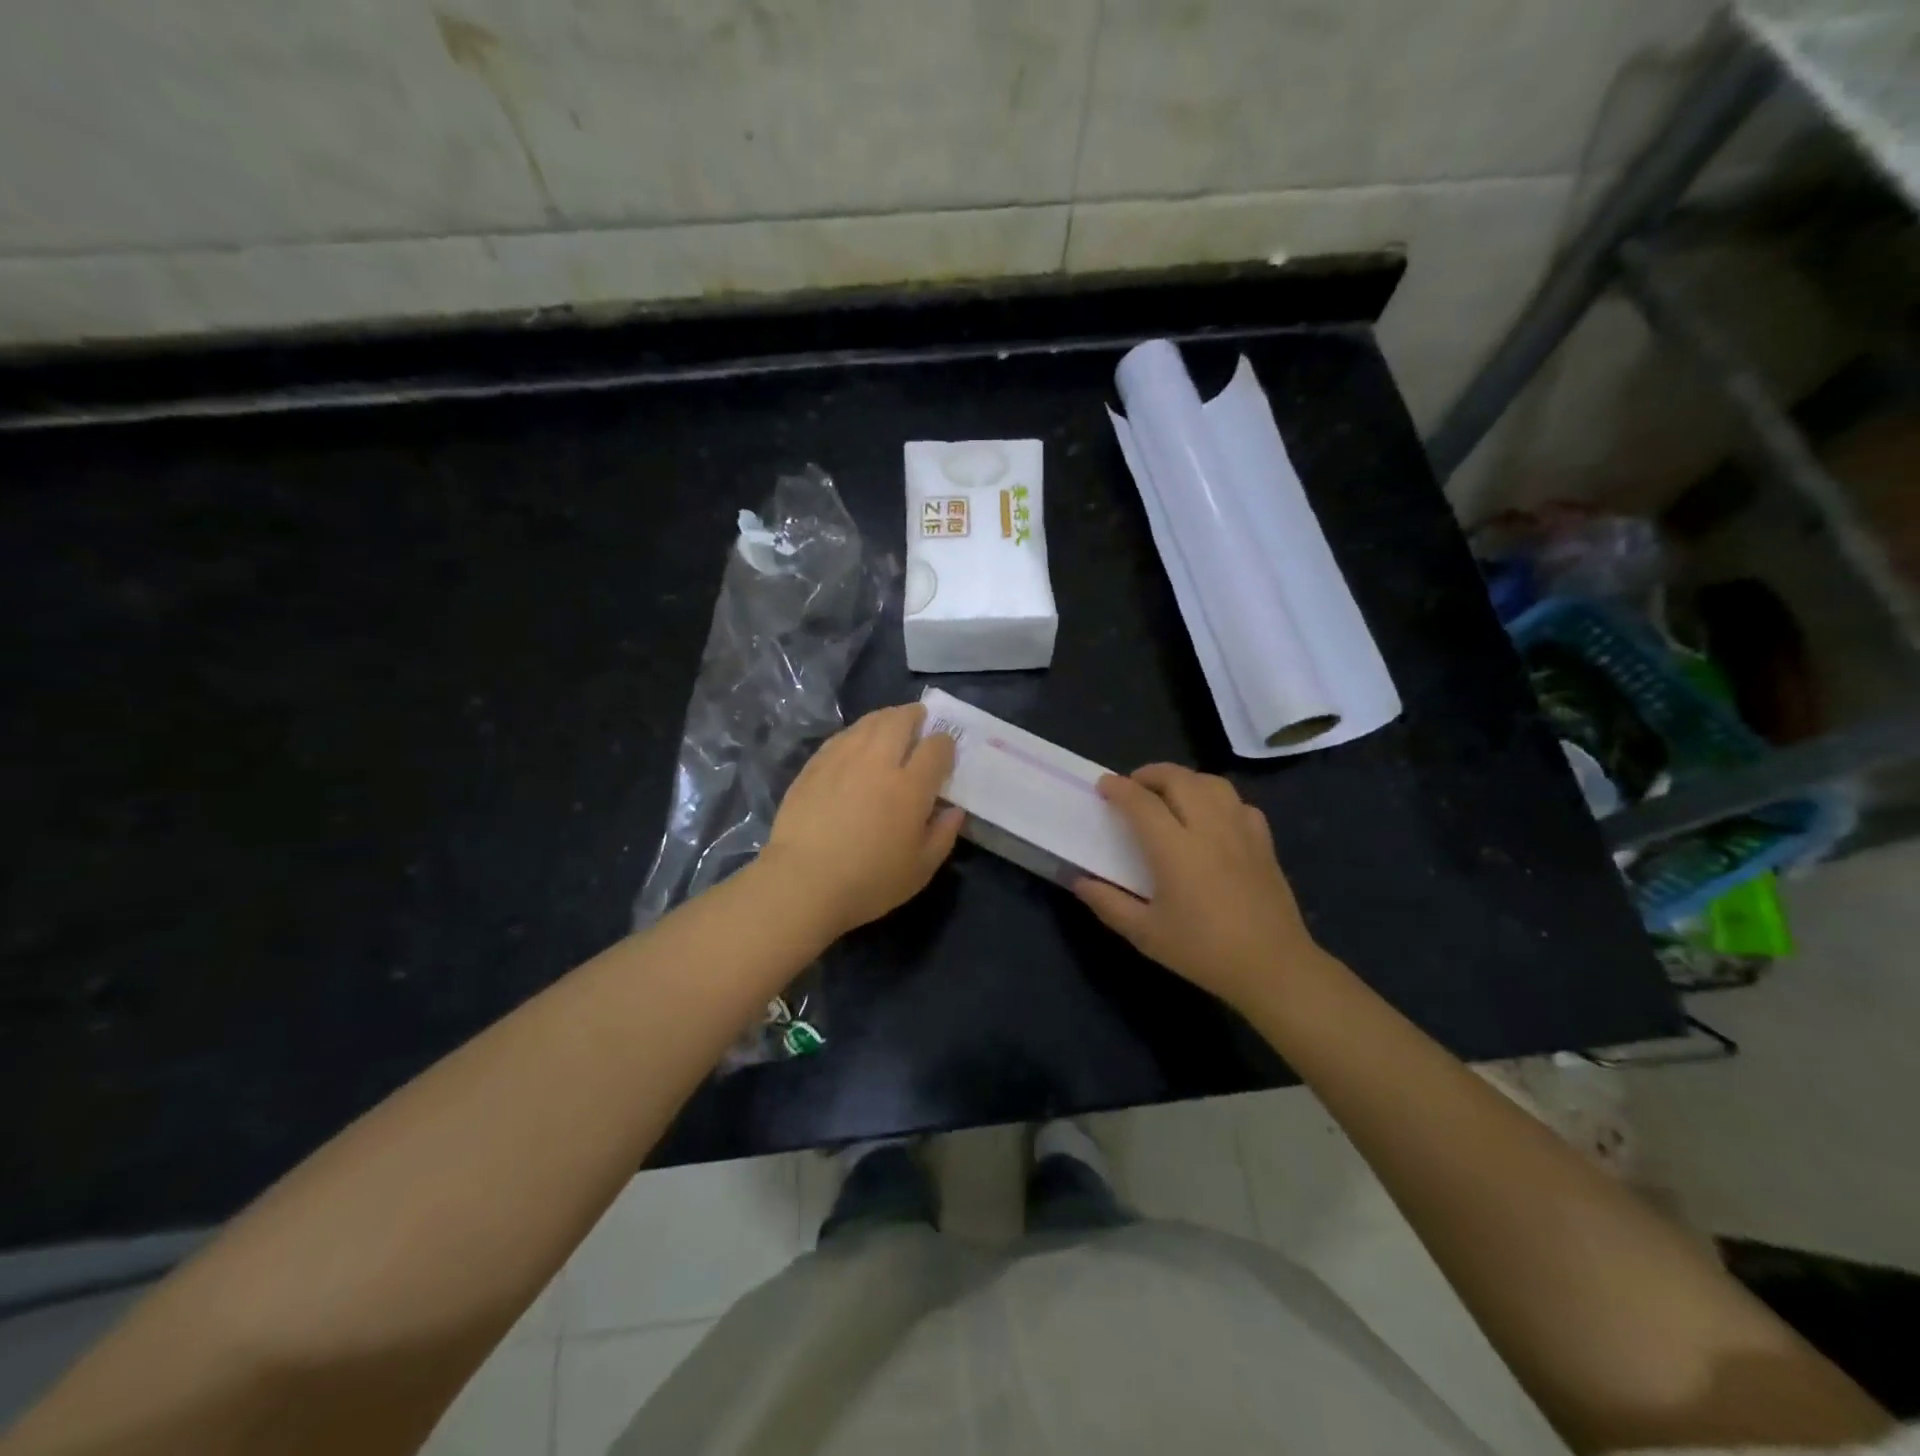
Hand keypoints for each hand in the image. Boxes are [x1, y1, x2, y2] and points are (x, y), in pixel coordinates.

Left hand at [759, 704, 964, 939]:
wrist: (802, 882)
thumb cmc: (869, 881)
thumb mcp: (920, 869)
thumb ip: (943, 835)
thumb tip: (955, 809)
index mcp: (910, 787)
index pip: (936, 747)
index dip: (945, 743)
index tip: (946, 750)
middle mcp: (878, 762)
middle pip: (900, 721)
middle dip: (915, 715)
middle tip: (920, 719)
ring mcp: (842, 759)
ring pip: (869, 723)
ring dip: (886, 718)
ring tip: (891, 723)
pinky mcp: (814, 766)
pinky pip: (842, 736)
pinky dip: (857, 733)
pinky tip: (857, 742)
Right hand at [1073, 764, 1321, 1009]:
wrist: (1272, 968)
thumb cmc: (1203, 951)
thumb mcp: (1146, 934)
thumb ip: (1109, 904)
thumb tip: (1080, 882)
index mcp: (1175, 850)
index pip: (1142, 802)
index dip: (1119, 788)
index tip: (1103, 785)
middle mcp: (1209, 829)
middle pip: (1179, 779)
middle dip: (1150, 774)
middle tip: (1133, 786)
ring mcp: (1241, 832)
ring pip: (1212, 783)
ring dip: (1185, 780)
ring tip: (1170, 794)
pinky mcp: (1264, 842)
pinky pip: (1239, 803)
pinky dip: (1218, 799)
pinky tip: (1211, 816)